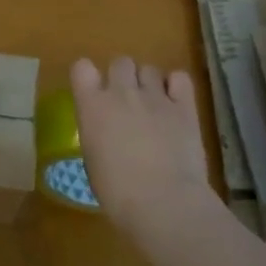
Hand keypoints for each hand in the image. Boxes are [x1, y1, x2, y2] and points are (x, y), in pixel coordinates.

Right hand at [71, 57, 212, 236]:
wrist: (163, 202)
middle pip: (120, 62)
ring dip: (148, 83)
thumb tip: (107, 131)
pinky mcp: (184, 105)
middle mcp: (121, 92)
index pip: (82, 68)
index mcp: (92, 106)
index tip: (93, 92)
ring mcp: (155, 96)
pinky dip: (176, 86)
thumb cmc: (118, 193)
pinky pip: (179, 77)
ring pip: (149, 69)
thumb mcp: (93, 162)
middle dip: (122, 77)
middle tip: (127, 102)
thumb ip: (97, 134)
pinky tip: (175, 102)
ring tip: (153, 106)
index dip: (88, 77)